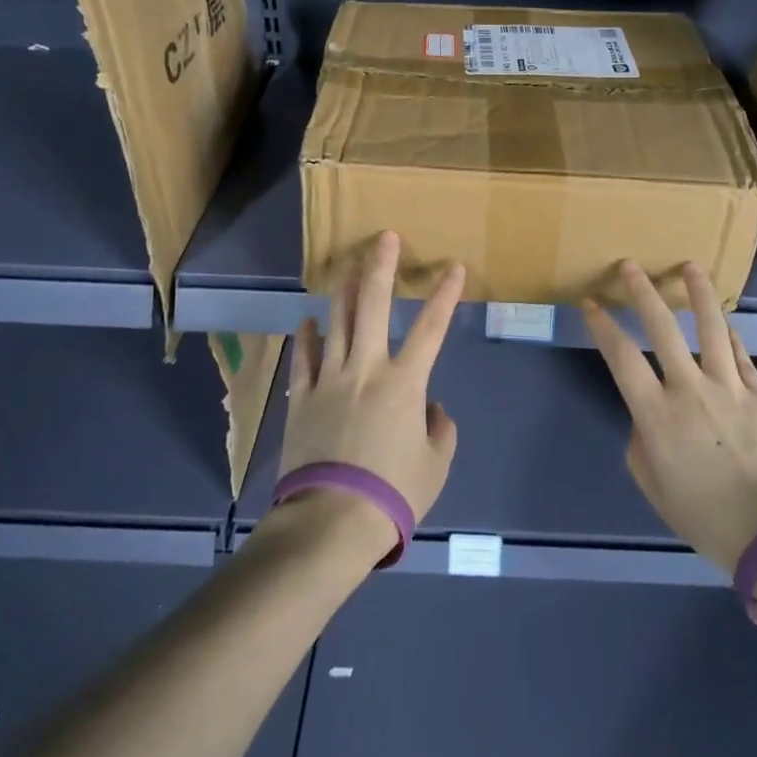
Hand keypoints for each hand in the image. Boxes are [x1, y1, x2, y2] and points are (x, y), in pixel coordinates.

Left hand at [280, 232, 463, 560]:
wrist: (332, 519)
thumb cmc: (393, 493)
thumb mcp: (435, 465)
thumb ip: (440, 430)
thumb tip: (431, 409)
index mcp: (405, 382)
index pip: (431, 328)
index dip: (445, 295)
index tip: (454, 267)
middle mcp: (367, 368)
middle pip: (373, 306)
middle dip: (380, 267)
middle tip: (384, 237)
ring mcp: (330, 379)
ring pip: (336, 321)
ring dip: (343, 290)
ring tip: (346, 265)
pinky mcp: (302, 397)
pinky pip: (304, 358)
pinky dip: (307, 337)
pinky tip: (308, 321)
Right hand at [583, 261, 756, 574]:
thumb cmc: (707, 518)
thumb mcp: (655, 488)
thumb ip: (642, 444)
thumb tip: (647, 418)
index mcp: (657, 415)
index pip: (621, 357)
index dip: (603, 326)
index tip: (592, 303)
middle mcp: (689, 390)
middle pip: (662, 328)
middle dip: (643, 292)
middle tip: (630, 265)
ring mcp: (729, 387)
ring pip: (711, 327)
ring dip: (698, 293)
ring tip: (690, 267)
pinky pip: (741, 354)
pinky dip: (731, 334)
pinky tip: (726, 321)